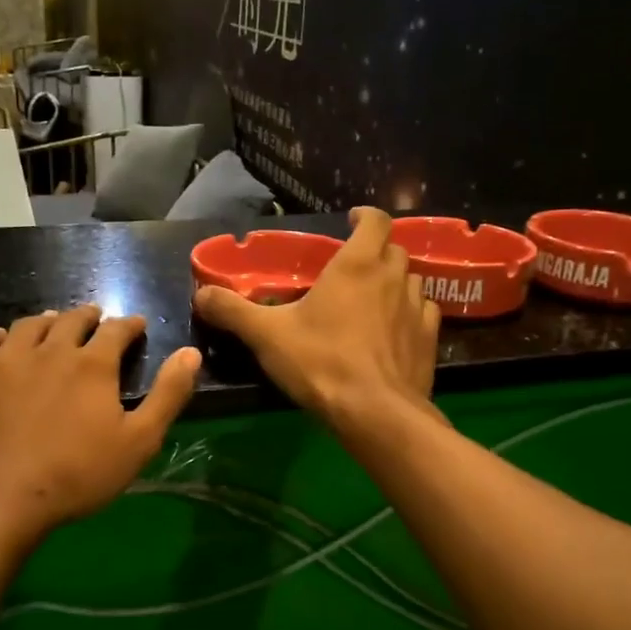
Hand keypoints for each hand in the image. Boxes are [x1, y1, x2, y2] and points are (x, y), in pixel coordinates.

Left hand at [0, 306, 200, 539]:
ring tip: (52, 324)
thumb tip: (191, 352)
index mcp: (92, 365)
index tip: (135, 325)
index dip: (128, 325)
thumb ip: (168, 395)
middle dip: (88, 317)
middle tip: (94, 319)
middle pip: (71, 320)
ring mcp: (4, 359)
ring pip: (29, 326)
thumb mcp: (138, 442)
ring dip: (46, 322)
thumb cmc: (76, 476)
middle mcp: (49, 350)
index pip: (116, 330)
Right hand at [193, 208, 440, 434]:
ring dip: (393, 281)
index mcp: (356, 265)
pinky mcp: (429, 339)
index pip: (376, 220)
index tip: (351, 221)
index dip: (365, 216)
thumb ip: (232, 311)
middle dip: (376, 251)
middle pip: (393, 249)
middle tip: (352, 267)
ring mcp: (416, 308)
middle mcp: (392, 278)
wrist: (375, 413)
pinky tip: (393, 329)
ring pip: (411, 280)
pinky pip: (423, 312)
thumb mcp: (266, 336)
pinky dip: (409, 312)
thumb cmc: (320, 363)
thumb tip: (200, 294)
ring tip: (372, 298)